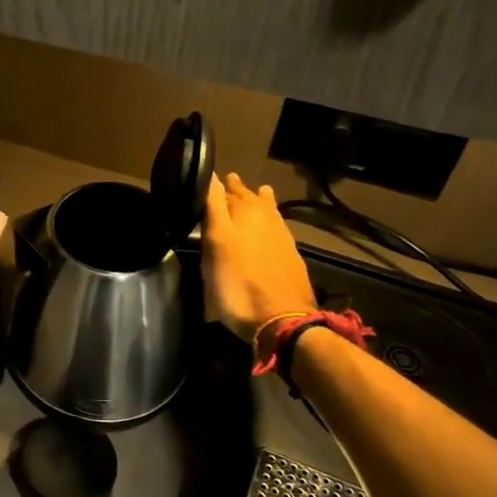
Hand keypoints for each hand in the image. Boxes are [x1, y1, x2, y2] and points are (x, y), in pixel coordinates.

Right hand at [202, 172, 316, 343]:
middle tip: (228, 181)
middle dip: (237, 190)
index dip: (215, 184)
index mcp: (243, 213)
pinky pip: (278, 226)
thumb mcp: (216, 244)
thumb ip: (213, 208)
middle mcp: (265, 219)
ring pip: (267, 210)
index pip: (224, 191)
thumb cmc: (237, 284)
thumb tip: (211, 176)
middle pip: (248, 199)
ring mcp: (281, 237)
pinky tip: (271, 221)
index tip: (206, 177)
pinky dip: (271, 218)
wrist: (282, 320)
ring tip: (257, 191)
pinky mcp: (290, 256)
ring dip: (258, 200)